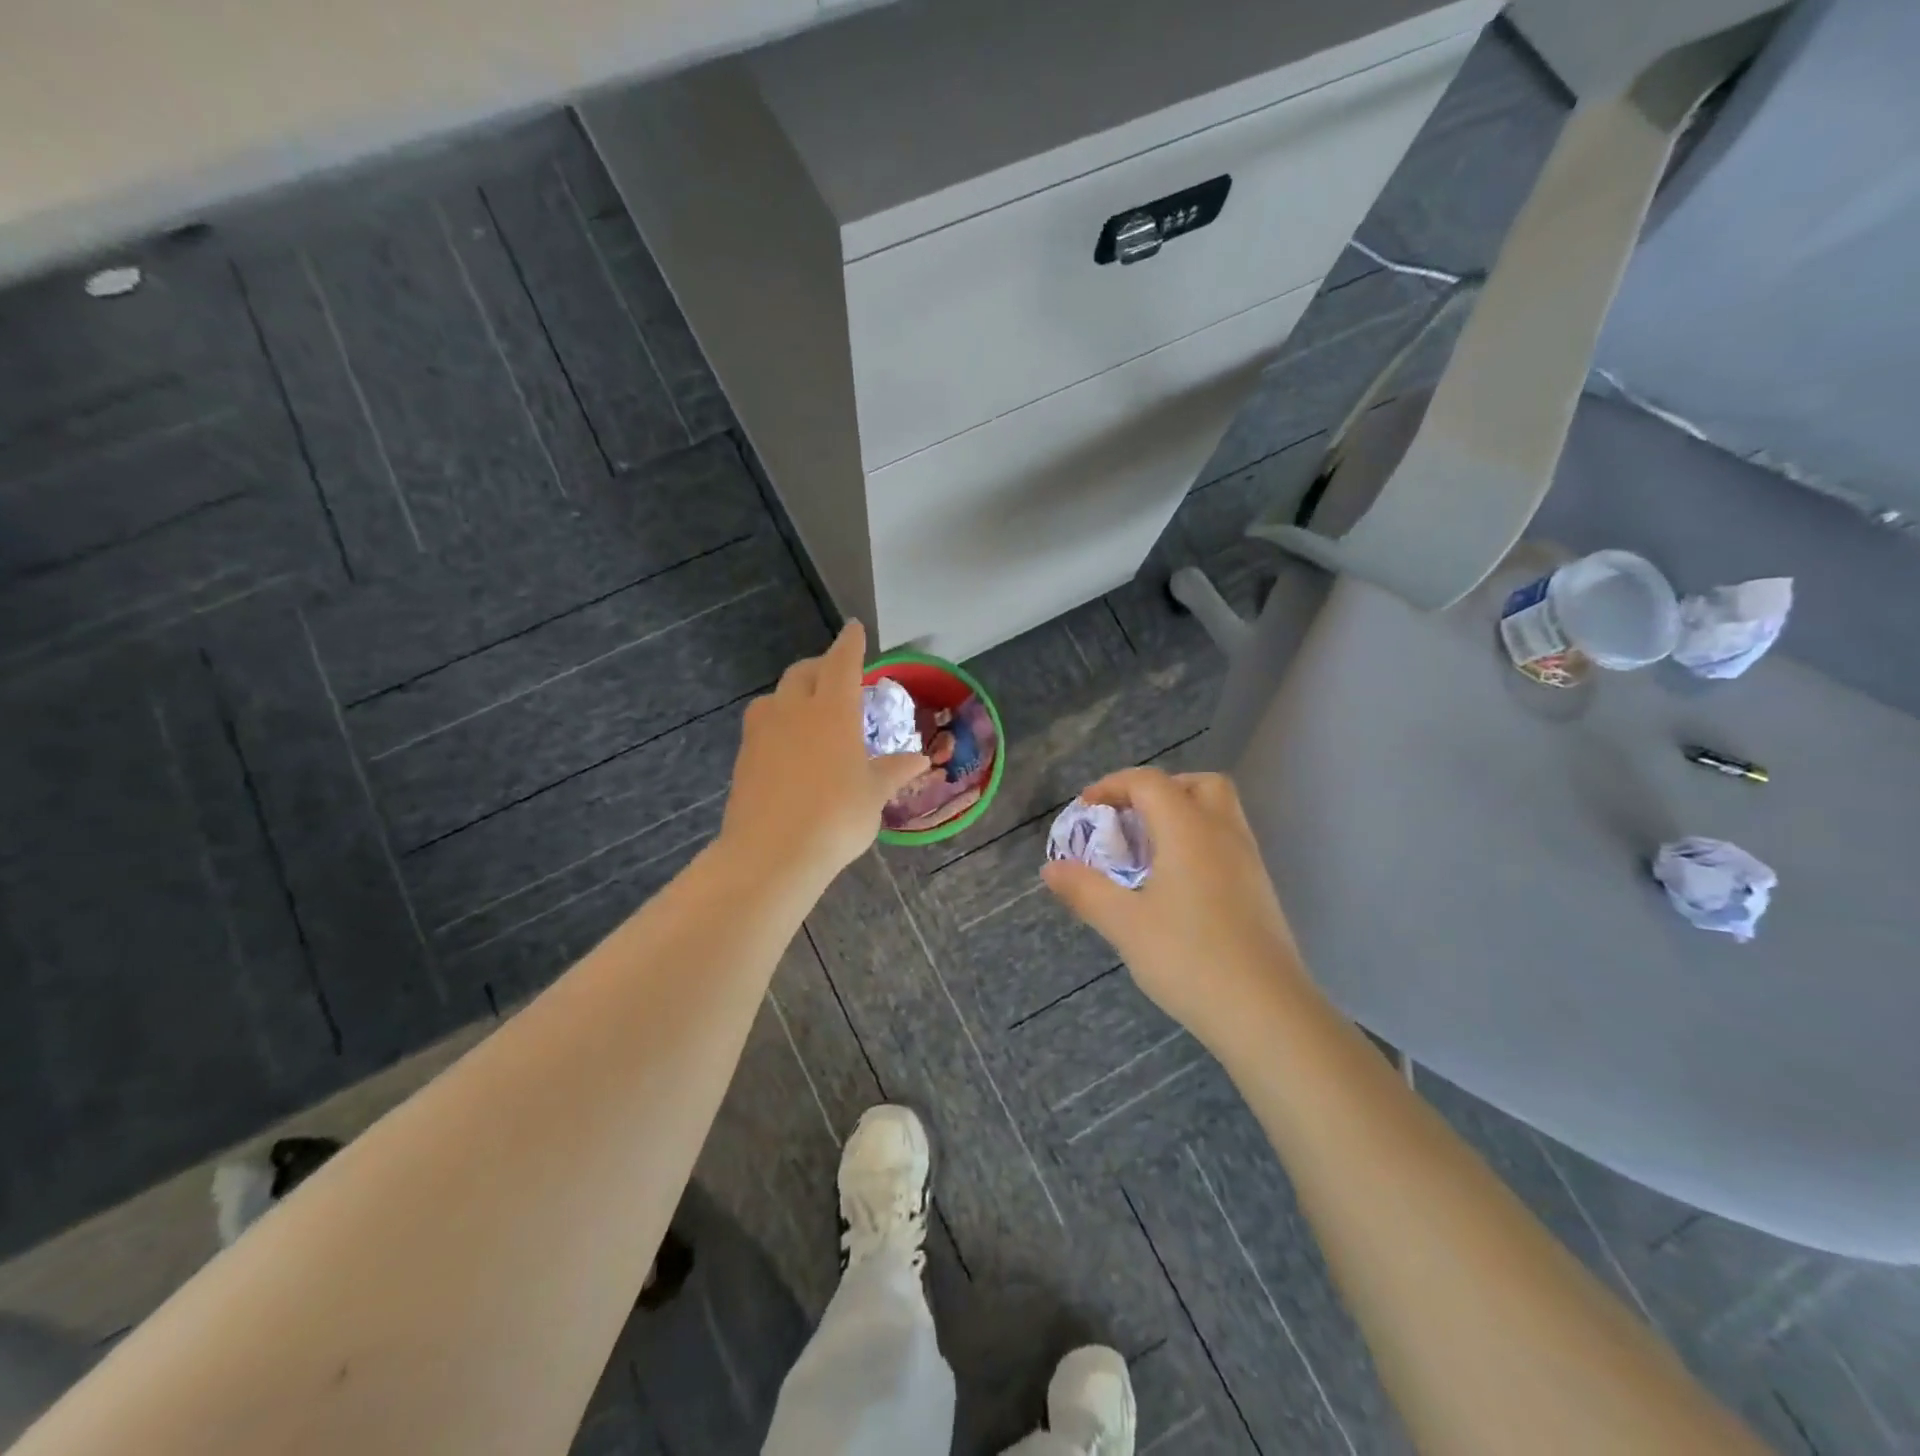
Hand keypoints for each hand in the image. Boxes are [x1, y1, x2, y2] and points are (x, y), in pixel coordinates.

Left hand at [721, 622, 928, 886]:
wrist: (772, 853)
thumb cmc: (836, 817)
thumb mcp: (874, 794)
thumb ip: (894, 771)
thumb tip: (920, 759)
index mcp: (832, 710)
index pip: (842, 662)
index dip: (850, 643)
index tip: (854, 628)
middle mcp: (794, 710)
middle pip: (804, 672)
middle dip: (821, 667)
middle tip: (836, 677)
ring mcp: (762, 731)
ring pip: (776, 696)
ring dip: (794, 693)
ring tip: (809, 712)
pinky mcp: (743, 756)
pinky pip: (762, 724)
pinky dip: (778, 723)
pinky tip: (789, 747)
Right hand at [1042, 768, 1304, 1054]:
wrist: (1265, 1011)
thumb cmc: (1189, 958)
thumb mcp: (1125, 924)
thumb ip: (1086, 890)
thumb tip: (1051, 869)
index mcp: (1189, 830)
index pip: (1149, 782)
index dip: (1113, 785)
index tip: (1086, 808)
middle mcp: (1223, 833)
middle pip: (1197, 784)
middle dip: (1158, 790)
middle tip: (1129, 819)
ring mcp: (1248, 860)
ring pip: (1218, 812)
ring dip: (1181, 815)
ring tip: (1147, 852)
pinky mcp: (1259, 889)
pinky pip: (1226, 842)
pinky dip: (1198, 842)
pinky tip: (1176, 884)